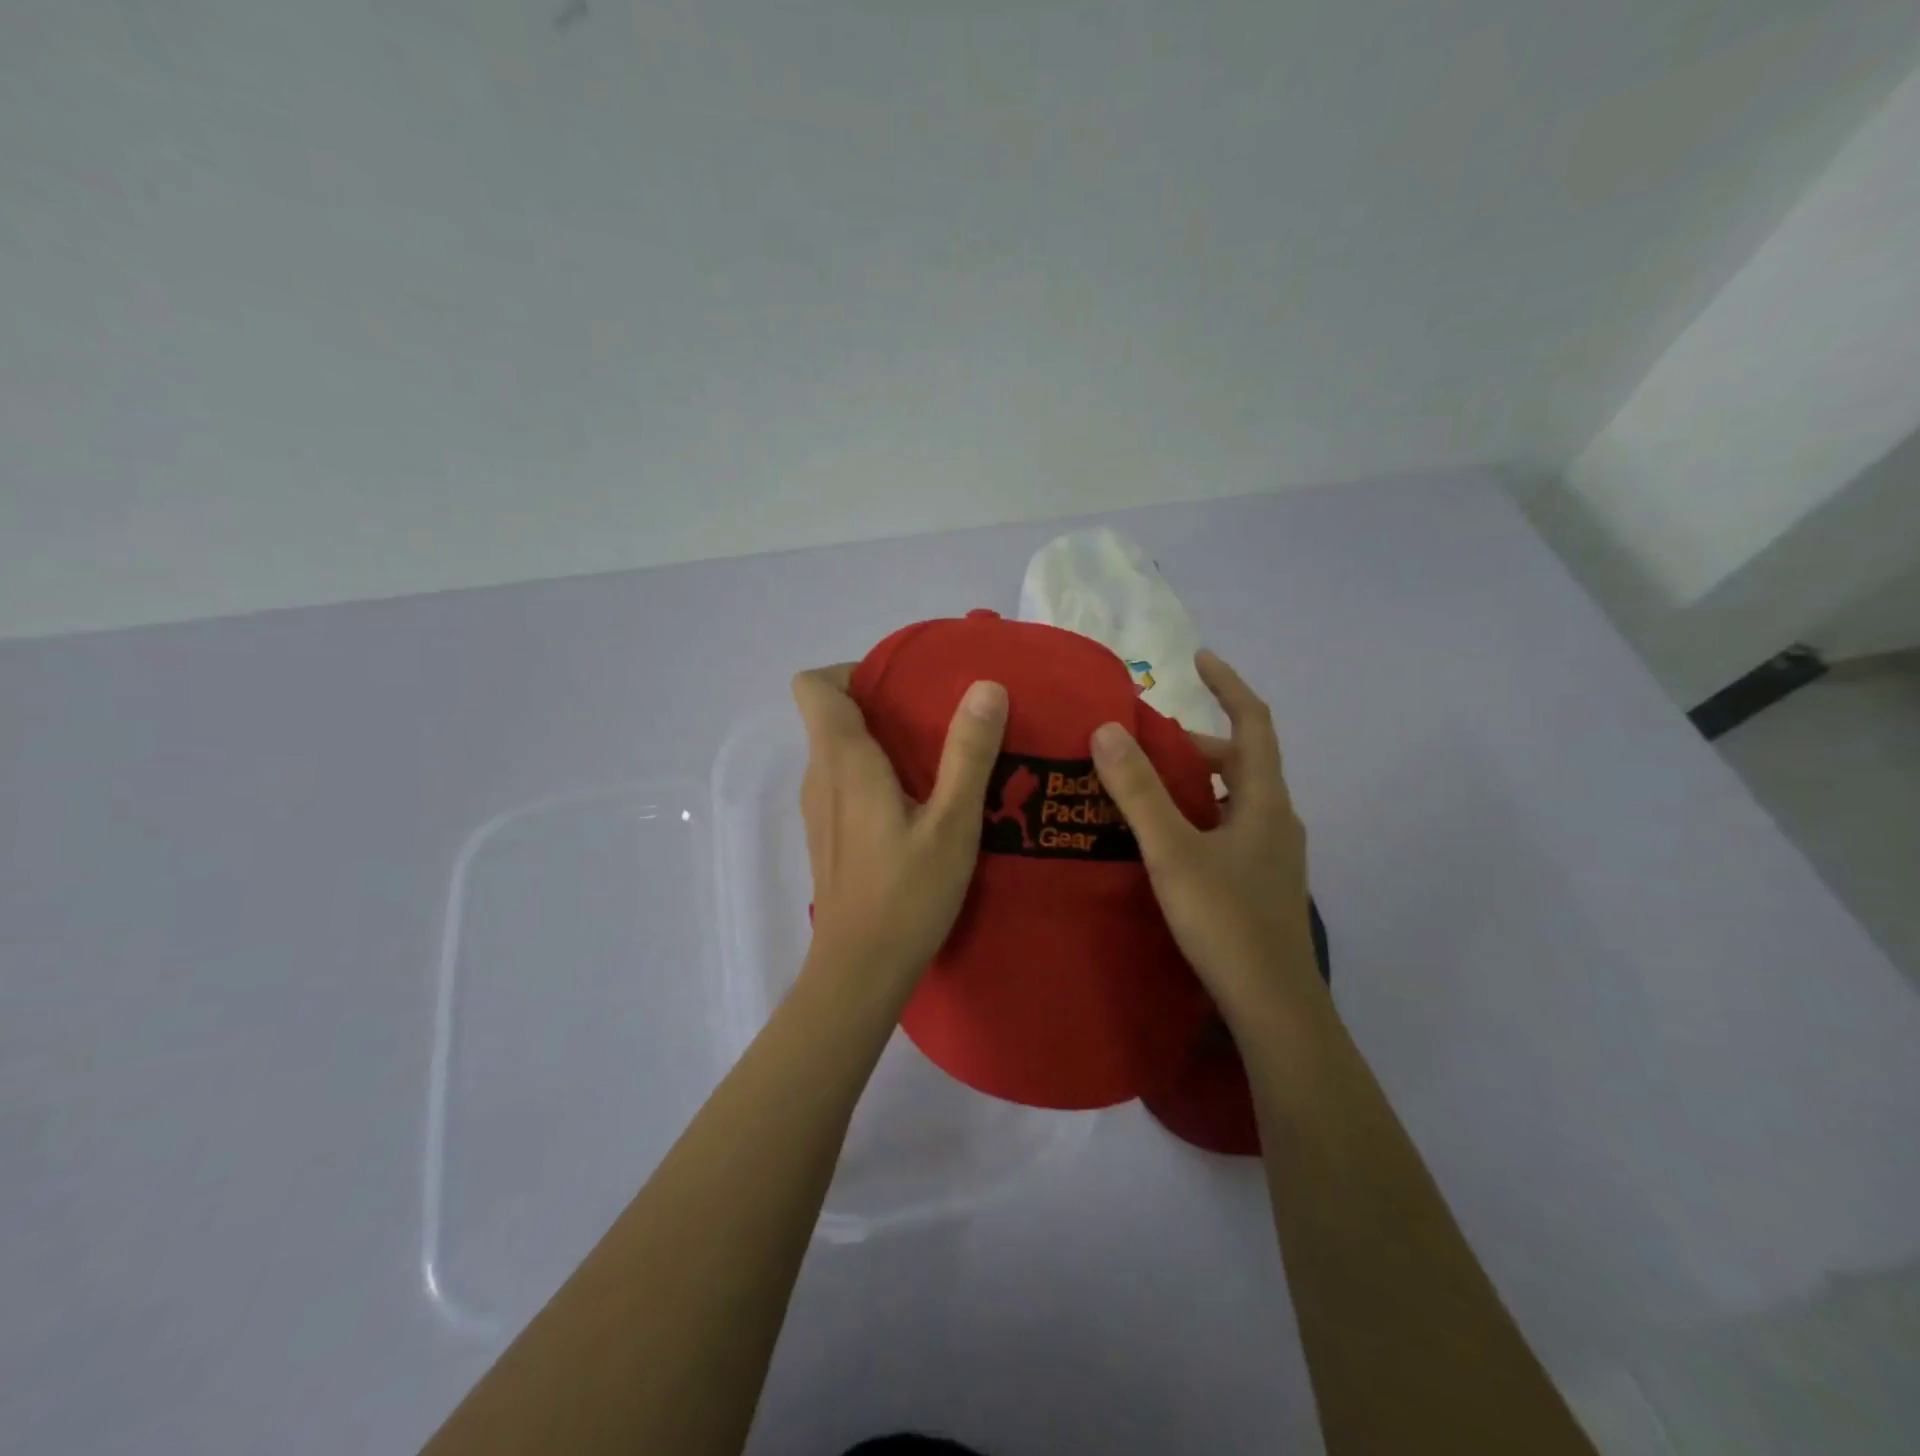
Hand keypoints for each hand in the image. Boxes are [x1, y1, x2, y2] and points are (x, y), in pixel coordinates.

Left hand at [791, 664, 1008, 987]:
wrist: (860, 971)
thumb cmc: (906, 895)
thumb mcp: (952, 823)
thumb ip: (968, 753)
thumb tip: (985, 686)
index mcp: (843, 760)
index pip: (814, 685)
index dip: (852, 671)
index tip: (903, 684)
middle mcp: (821, 776)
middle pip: (832, 714)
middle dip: (882, 703)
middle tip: (940, 715)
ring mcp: (820, 808)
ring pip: (840, 750)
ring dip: (882, 740)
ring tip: (940, 754)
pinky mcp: (829, 835)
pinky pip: (845, 781)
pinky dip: (876, 773)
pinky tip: (921, 801)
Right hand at [1089, 650, 1319, 1021]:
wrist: (1272, 1005)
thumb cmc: (1226, 920)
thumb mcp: (1172, 851)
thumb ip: (1139, 791)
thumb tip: (1108, 730)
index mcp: (1264, 801)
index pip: (1253, 723)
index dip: (1228, 686)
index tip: (1198, 658)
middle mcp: (1275, 819)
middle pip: (1237, 762)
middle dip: (1192, 744)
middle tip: (1140, 743)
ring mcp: (1271, 854)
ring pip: (1230, 799)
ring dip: (1191, 782)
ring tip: (1140, 787)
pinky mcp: (1260, 882)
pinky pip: (1226, 828)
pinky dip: (1195, 816)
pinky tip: (1161, 839)